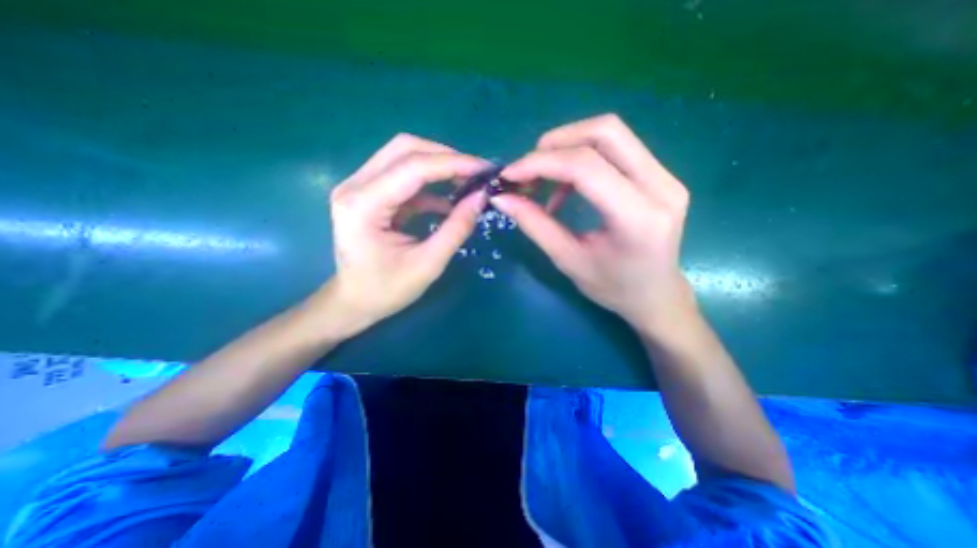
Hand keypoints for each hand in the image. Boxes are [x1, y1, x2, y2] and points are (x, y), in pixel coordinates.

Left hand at [323, 134, 487, 334]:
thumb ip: (457, 228)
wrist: (354, 301)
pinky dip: (429, 183)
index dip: (453, 163)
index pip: (413, 167)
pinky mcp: (368, 193)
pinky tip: (449, 200)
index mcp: (364, 205)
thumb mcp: (428, 264)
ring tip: (467, 181)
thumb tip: (481, 196)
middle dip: (446, 157)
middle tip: (476, 173)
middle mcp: (355, 186)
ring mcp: (358, 186)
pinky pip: (403, 176)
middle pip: (405, 149)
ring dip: (438, 165)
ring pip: (404, 156)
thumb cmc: (386, 290)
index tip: (485, 169)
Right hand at [488, 113, 692, 337]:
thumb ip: (535, 225)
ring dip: (568, 148)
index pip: (586, 167)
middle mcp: (661, 187)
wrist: (655, 295)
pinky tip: (567, 188)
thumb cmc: (612, 288)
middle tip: (528, 170)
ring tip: (544, 180)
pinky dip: (582, 159)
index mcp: (638, 218)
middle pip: (605, 132)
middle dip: (556, 143)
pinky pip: (616, 149)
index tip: (509, 175)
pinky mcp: (660, 175)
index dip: (541, 163)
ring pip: (611, 134)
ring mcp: (666, 177)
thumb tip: (501, 198)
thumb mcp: (568, 260)